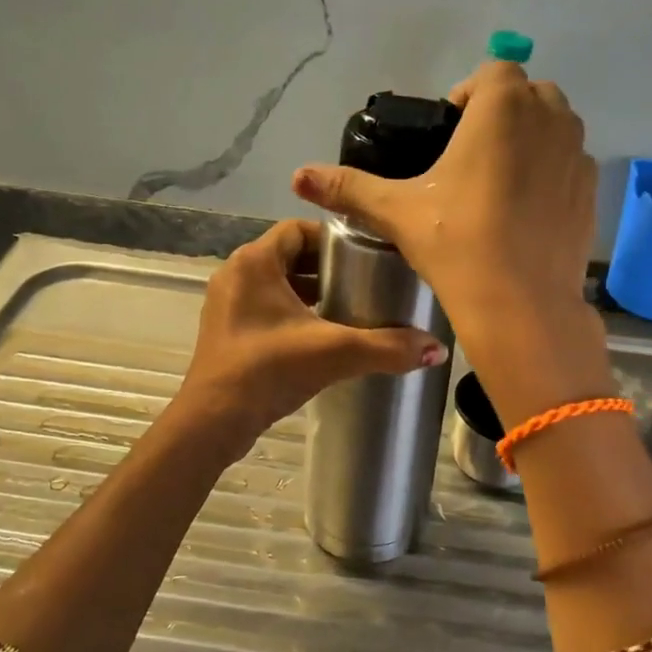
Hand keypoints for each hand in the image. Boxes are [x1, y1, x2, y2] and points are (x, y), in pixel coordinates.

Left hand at [174, 219, 448, 460]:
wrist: (214, 421)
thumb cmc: (268, 370)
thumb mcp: (334, 352)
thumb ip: (387, 347)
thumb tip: (437, 349)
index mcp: (255, 262)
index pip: (298, 229)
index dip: (333, 239)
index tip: (366, 256)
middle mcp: (236, 274)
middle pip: (289, 256)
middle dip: (327, 268)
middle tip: (366, 283)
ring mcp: (227, 304)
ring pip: (277, 284)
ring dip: (311, 292)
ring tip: (351, 308)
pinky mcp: (227, 331)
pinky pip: (265, 308)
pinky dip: (293, 314)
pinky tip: (321, 336)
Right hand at [291, 62, 609, 420]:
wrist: (521, 305)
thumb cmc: (457, 244)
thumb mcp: (397, 212)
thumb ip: (349, 187)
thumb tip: (298, 176)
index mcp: (504, 107)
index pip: (492, 72)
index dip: (467, 95)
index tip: (448, 132)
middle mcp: (550, 118)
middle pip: (528, 94)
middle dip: (501, 112)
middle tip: (469, 155)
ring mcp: (577, 155)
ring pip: (555, 126)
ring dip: (530, 138)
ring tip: (497, 181)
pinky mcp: (591, 192)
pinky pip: (570, 164)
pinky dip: (550, 172)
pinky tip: (524, 212)